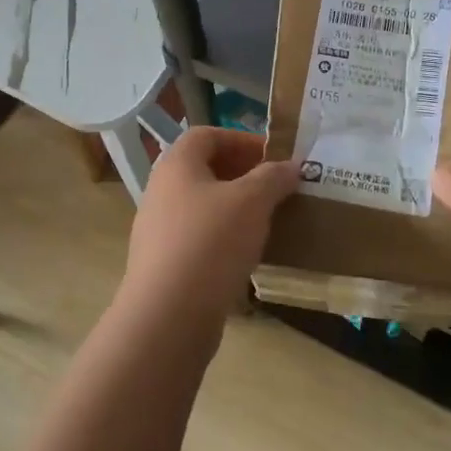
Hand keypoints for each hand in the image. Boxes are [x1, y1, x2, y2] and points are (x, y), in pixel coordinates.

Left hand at [122, 128, 299, 326]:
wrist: (168, 315)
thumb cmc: (210, 243)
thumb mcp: (252, 202)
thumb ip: (273, 177)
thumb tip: (292, 165)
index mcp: (177, 165)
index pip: (207, 135)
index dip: (242, 140)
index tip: (273, 158)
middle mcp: (161, 190)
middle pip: (204, 170)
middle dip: (243, 175)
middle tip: (276, 189)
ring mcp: (158, 229)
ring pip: (203, 206)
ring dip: (235, 209)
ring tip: (268, 222)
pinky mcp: (163, 264)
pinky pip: (198, 239)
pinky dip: (224, 239)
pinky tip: (248, 256)